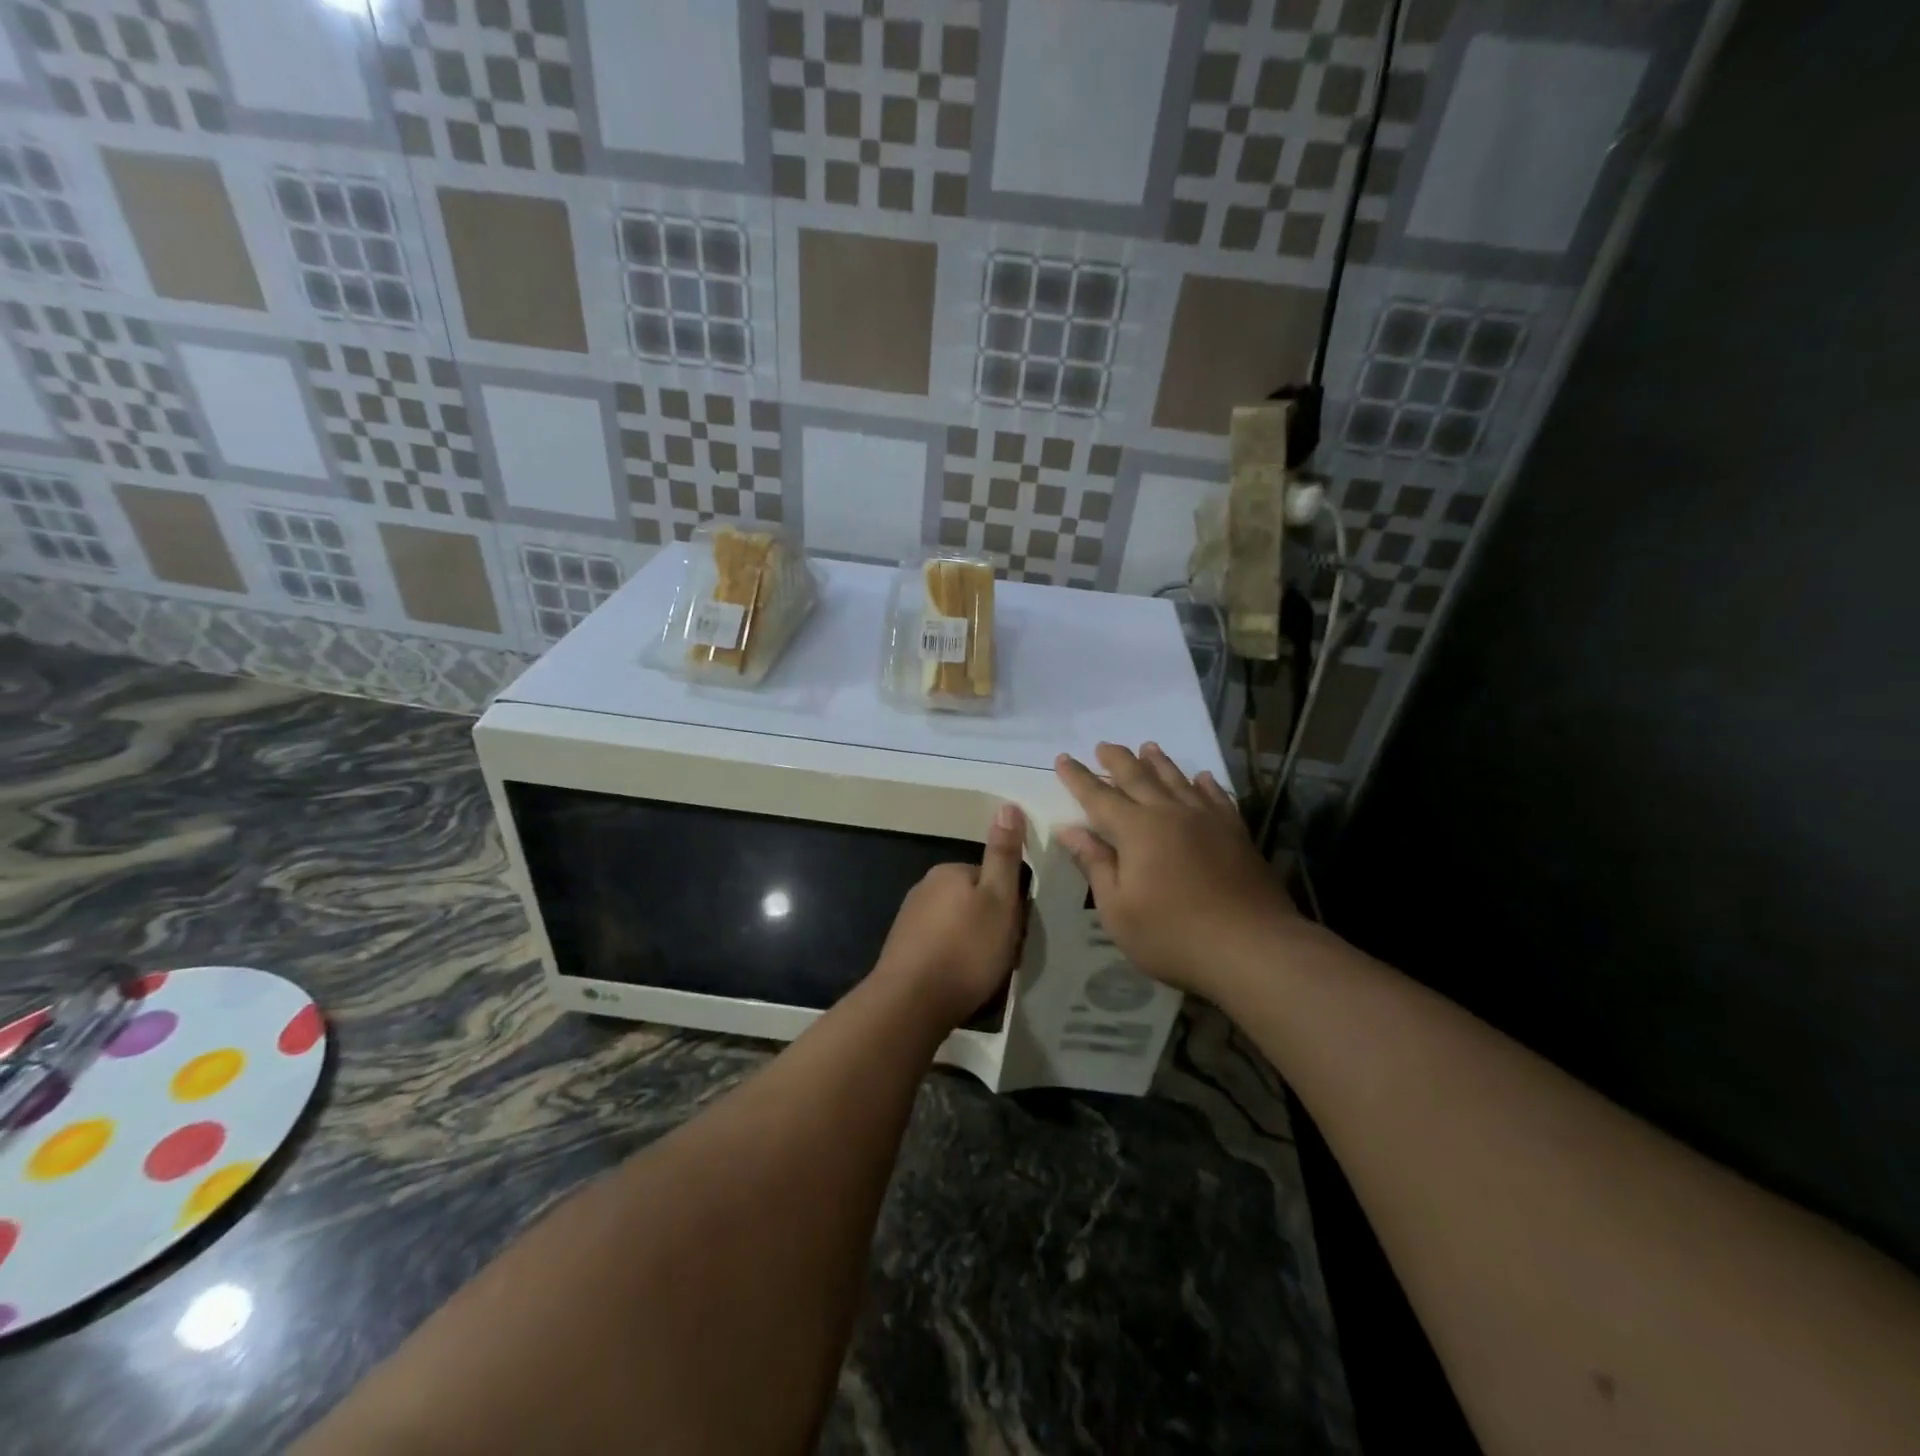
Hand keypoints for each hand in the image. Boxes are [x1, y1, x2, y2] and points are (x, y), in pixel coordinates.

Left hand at [873, 804, 1027, 1031]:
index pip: (990, 877)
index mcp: (949, 871)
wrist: (911, 1002)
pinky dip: (952, 958)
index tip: (1016, 929)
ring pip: (956, 924)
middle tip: (1002, 953)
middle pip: (972, 900)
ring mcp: (909, 919)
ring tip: (983, 972)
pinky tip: (959, 980)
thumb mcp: (999, 899)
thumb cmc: (965, 949)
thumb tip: (1008, 805)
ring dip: (971, 942)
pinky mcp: (902, 949)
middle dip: (989, 923)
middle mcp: (925, 888)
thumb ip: (1003, 855)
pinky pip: (938, 945)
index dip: (1009, 903)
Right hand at [1055, 744, 1297, 996]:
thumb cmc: (1172, 934)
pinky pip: (1216, 796)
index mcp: (1136, 830)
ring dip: (1159, 762)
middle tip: (1103, 746)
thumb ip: (1095, 864)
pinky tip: (1202, 778)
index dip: (1078, 777)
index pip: (1098, 796)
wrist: (1252, 947)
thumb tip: (1068, 830)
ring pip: (1177, 779)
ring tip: (1148, 747)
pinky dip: (1205, 784)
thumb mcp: (1118, 909)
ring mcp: (1207, 820)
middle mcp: (1170, 813)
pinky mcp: (1235, 832)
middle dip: (1117, 760)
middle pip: (1138, 777)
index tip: (1062, 759)